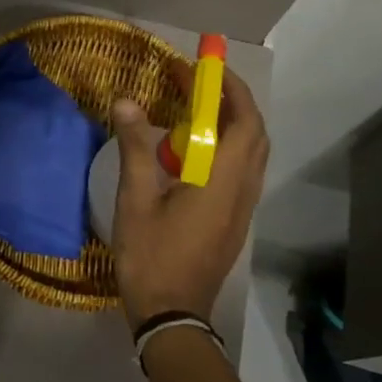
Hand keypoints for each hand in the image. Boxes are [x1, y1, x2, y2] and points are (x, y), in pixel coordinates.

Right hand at [109, 64, 268, 327]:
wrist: (172, 315)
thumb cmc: (152, 256)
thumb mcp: (136, 199)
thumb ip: (135, 148)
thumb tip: (127, 102)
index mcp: (223, 182)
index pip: (243, 122)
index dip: (230, 89)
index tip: (205, 66)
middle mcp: (242, 191)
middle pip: (254, 134)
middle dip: (232, 101)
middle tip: (199, 84)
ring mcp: (241, 208)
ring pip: (250, 154)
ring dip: (230, 124)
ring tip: (194, 110)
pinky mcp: (233, 221)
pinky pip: (240, 171)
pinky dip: (224, 147)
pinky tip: (191, 151)